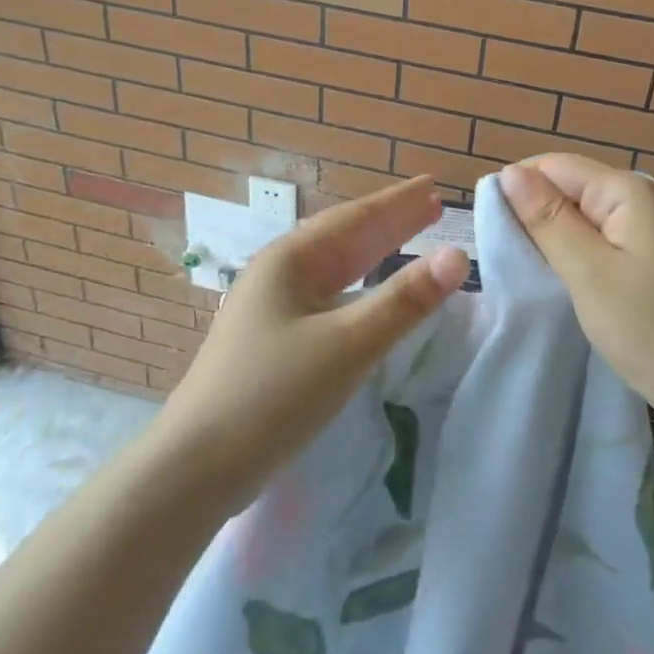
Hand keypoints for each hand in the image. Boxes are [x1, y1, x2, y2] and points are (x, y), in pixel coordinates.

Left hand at [148, 176, 469, 513]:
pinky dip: (360, 286)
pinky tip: (369, 294)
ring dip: (376, 252)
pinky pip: (328, 296)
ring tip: (411, 238)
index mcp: (290, 260)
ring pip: (336, 268)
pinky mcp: (274, 340)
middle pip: (345, 237)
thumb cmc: (273, 394)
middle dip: (391, 221)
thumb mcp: (347, 344)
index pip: (356, 218)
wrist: (195, 468)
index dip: (398, 203)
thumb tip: (458, 256)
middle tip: (433, 206)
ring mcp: (273, 307)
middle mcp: (280, 274)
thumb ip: (404, 301)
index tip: (433, 186)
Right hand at [499, 156, 653, 448]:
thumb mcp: (588, 272)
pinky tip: (555, 279)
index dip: (516, 189)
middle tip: (504, 258)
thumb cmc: (650, 329)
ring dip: (549, 236)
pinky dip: (570, 254)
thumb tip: (508, 173)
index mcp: (625, 190)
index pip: (552, 165)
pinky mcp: (643, 258)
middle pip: (566, 187)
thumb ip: (547, 219)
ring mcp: (643, 230)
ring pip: (577, 216)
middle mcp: (636, 198)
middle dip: (531, 214)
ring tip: (523, 270)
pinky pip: (594, 240)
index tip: (488, 229)